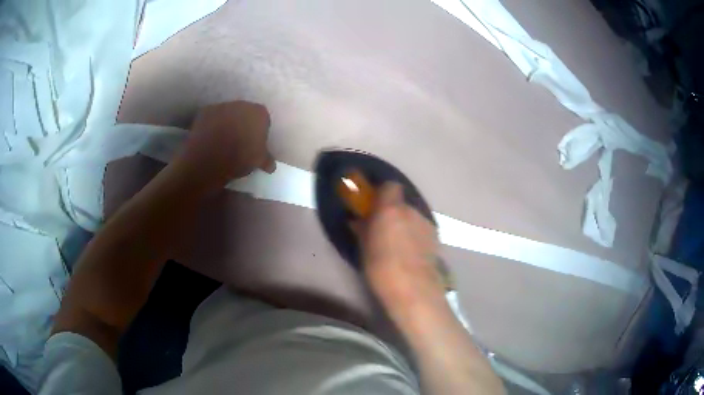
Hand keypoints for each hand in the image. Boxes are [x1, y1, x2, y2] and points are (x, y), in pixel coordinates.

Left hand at [175, 101, 275, 189]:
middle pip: (244, 113)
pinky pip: (211, 118)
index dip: (259, 131)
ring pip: (227, 114)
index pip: (263, 120)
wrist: (210, 158)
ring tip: (222, 142)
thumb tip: (271, 166)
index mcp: (259, 113)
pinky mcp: (205, 111)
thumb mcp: (258, 161)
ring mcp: (222, 106)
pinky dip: (211, 126)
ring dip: (226, 123)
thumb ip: (266, 159)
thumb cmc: (241, 157)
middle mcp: (242, 104)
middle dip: (243, 124)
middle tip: (239, 142)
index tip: (254, 144)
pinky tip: (209, 140)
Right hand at [355, 183, 445, 310]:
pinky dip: (415, 235)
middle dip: (392, 212)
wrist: (414, 289)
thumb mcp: (364, 248)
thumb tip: (358, 220)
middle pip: (401, 203)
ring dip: (405, 224)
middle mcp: (411, 210)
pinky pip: (421, 230)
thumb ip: (363, 228)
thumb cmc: (382, 268)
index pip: (389, 186)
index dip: (382, 193)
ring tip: (398, 244)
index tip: (373, 205)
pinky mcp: (436, 237)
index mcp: (391, 209)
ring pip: (412, 217)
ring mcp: (426, 223)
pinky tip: (411, 253)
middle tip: (383, 228)